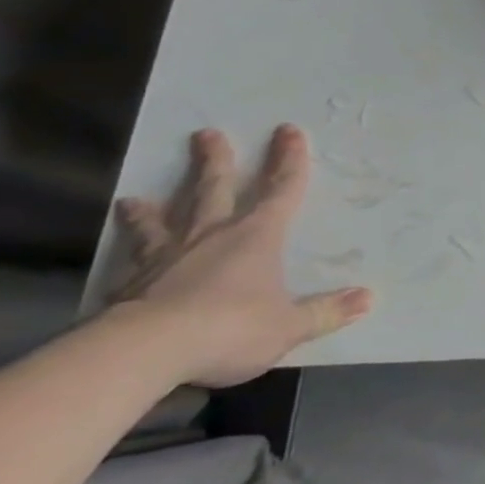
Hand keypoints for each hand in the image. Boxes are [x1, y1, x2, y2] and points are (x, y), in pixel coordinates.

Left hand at [111, 126, 372, 386]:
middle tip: (206, 134)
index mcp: (257, 236)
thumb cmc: (228, 328)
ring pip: (162, 221)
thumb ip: (326, 312)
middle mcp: (211, 235)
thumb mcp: (288, 326)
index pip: (281, 189)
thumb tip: (368, 298)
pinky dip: (124, 253)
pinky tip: (115, 258)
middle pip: (213, 189)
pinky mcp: (129, 284)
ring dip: (152, 209)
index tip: (288, 131)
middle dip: (215, 161)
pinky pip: (129, 259)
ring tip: (134, 198)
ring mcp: (166, 257)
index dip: (288, 160)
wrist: (142, 352)